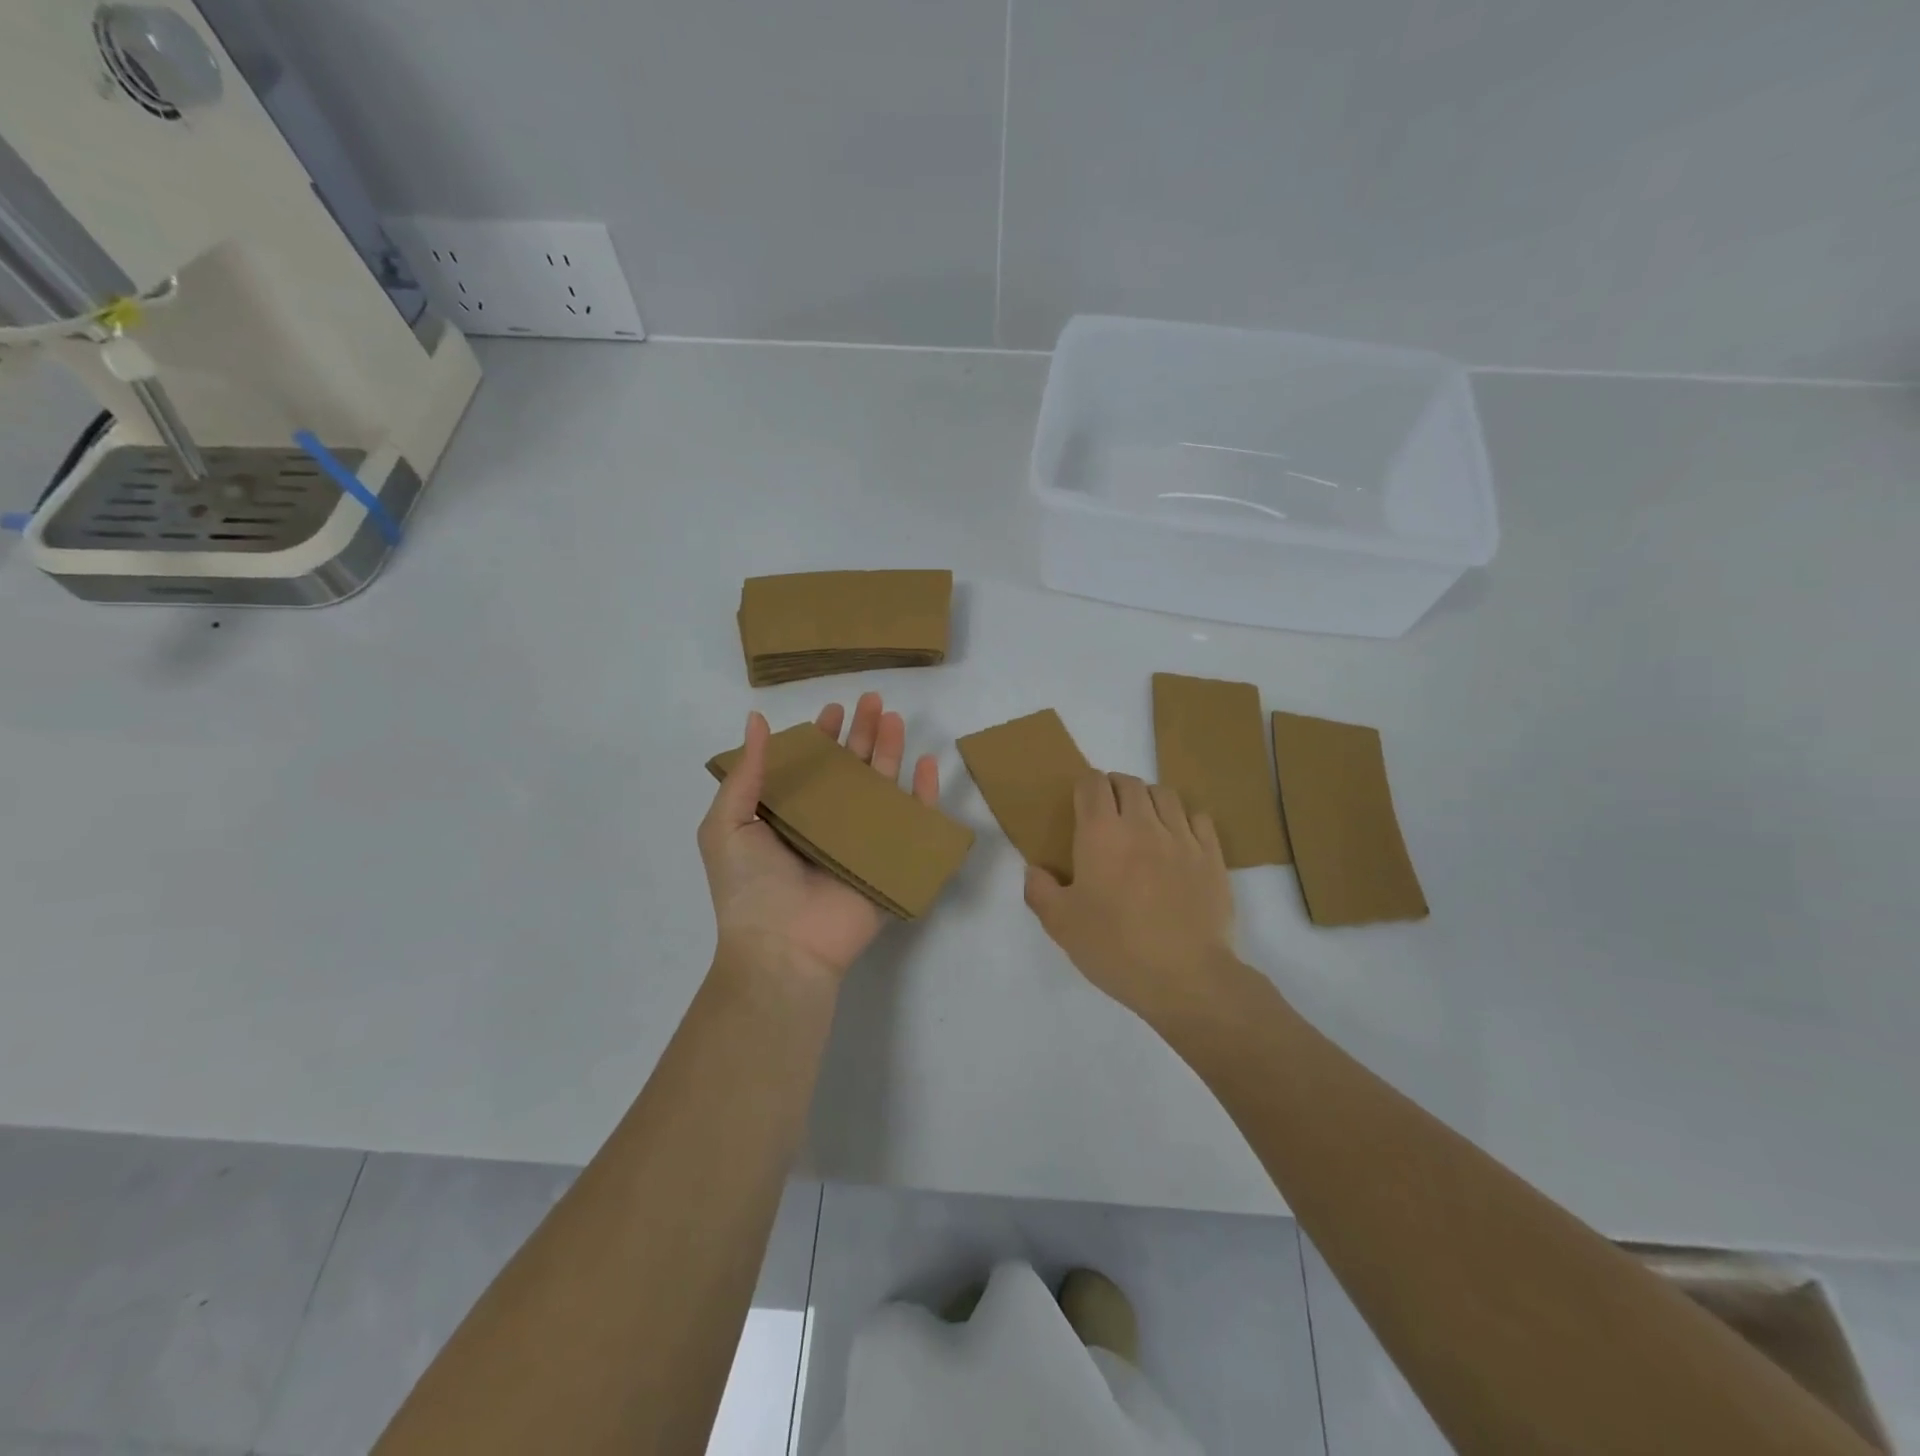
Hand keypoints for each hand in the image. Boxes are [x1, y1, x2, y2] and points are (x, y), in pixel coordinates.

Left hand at [700, 692, 939, 985]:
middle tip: (872, 701)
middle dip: (861, 733)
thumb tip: (756, 721)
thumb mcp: (726, 824)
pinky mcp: (889, 861)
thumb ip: (746, 773)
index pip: (811, 766)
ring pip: (881, 787)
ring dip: (890, 751)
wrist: (782, 947)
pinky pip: (913, 822)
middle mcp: (826, 824)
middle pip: (850, 769)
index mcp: (789, 815)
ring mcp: (860, 842)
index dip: (821, 737)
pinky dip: (924, 793)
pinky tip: (928, 763)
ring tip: (894, 718)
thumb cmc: (749, 886)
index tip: (833, 710)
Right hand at [1023, 772, 1236, 1020]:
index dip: (1084, 787)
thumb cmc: (1116, 948)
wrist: (1186, 977)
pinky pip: (1198, 818)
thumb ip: (1040, 891)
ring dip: (1149, 800)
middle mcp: (1142, 824)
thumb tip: (1034, 870)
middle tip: (1108, 814)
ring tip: (1143, 822)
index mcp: (1100, 834)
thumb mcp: (1061, 925)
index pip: (1092, 784)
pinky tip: (1177, 840)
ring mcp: (1181, 837)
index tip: (1080, 804)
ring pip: (1165, 794)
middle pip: (1129, 782)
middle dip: (1114, 789)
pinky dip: (1184, 819)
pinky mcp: (1211, 856)